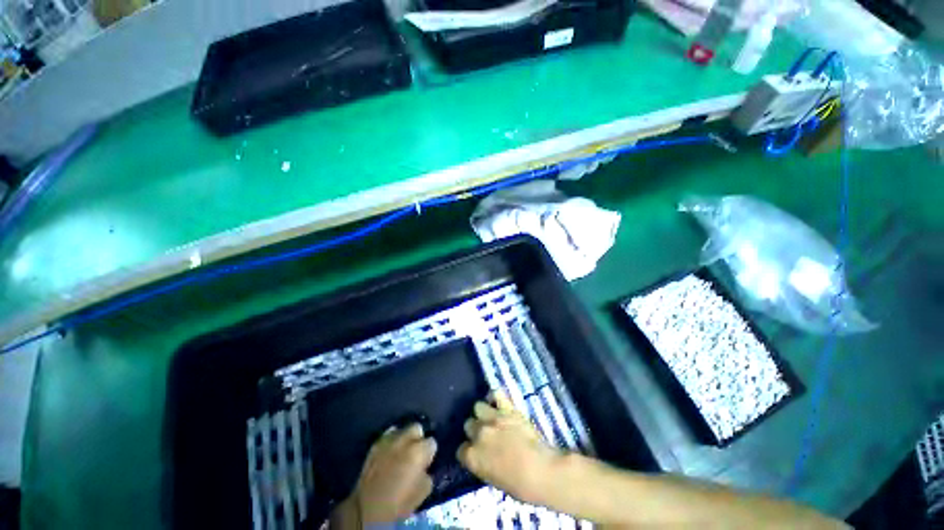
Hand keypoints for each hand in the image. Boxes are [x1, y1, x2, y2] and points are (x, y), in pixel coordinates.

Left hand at [332, 423, 436, 526]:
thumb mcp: (423, 491)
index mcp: (419, 451)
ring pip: (402, 429)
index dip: (429, 453)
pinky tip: (389, 453)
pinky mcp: (375, 444)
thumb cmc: (399, 502)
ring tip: (401, 452)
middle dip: (418, 438)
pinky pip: (387, 436)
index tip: (426, 462)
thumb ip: (427, 473)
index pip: (432, 442)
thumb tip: (424, 467)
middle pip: (417, 427)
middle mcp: (405, 439)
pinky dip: (390, 442)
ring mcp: (389, 440)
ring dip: (404, 438)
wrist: (367, 508)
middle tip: (415, 452)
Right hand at [457, 392, 563, 505]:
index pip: (461, 450)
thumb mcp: (494, 480)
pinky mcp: (507, 408)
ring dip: (483, 413)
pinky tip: (498, 402)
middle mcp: (478, 434)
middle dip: (475, 430)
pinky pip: (496, 394)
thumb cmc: (520, 486)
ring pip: (478, 407)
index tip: (477, 453)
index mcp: (472, 457)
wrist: (541, 471)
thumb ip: (483, 463)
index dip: (469, 451)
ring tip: (492, 418)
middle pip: (468, 425)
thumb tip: (483, 456)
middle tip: (486, 435)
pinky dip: (496, 397)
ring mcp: (492, 419)